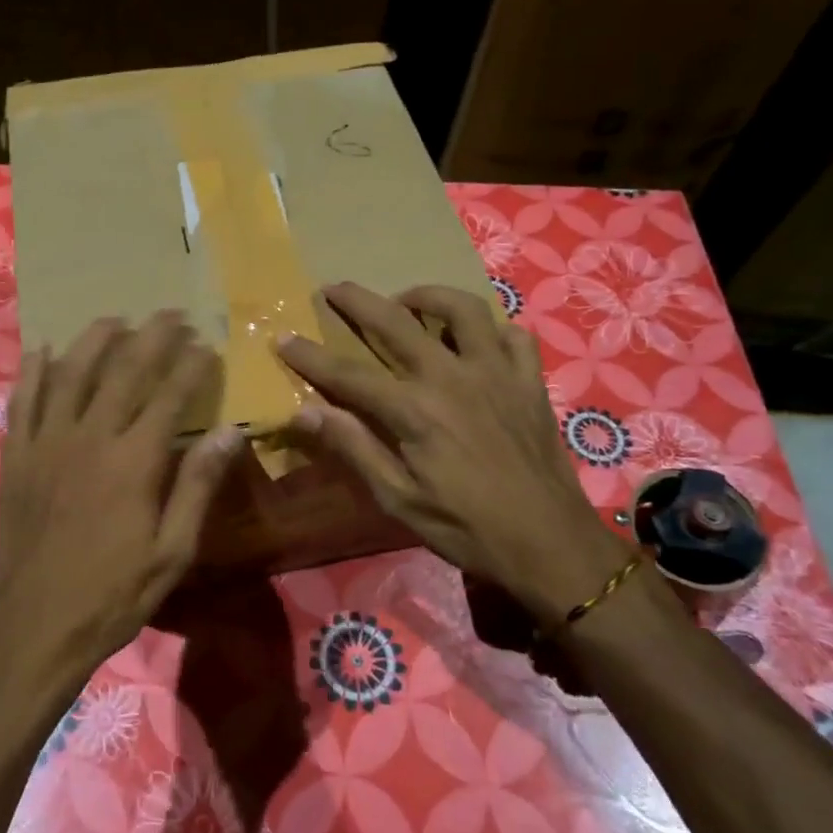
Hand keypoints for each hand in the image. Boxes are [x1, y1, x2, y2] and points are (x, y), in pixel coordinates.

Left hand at [0, 311, 244, 690]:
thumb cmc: (114, 594)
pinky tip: (45, 350)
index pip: (170, 395)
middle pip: (124, 370)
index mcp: (134, 461)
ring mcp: (46, 443)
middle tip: (172, 314)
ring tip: (115, 319)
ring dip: (96, 339)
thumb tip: (231, 431)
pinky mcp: (15, 457)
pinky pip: (24, 401)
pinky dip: (35, 371)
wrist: (35, 628)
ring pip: (71, 373)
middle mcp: (89, 437)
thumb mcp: (172, 551)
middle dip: (152, 336)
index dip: (191, 364)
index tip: (207, 344)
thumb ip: (198, 486)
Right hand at [275, 282, 628, 628]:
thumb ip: (354, 448)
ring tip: (407, 302)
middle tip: (333, 288)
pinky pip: (513, 336)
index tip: (283, 338)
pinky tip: (477, 340)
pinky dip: (491, 329)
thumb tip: (306, 411)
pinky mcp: (530, 381)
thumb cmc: (466, 527)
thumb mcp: (398, 499)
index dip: (310, 356)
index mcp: (414, 410)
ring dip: (428, 297)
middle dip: (358, 301)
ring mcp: (497, 373)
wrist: (549, 544)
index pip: (348, 374)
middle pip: (396, 322)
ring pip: (462, 309)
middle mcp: (453, 377)